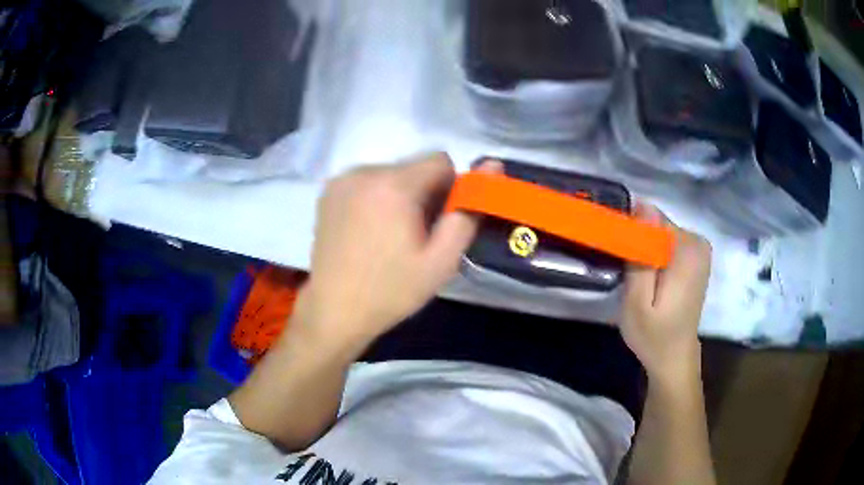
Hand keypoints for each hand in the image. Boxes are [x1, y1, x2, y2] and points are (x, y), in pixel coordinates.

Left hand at [295, 153, 498, 351]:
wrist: (333, 310)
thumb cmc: (391, 290)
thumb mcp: (441, 261)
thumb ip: (468, 212)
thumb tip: (493, 166)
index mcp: (394, 185)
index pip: (440, 161)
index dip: (449, 189)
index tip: (440, 221)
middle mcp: (365, 171)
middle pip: (413, 167)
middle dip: (424, 193)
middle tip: (415, 235)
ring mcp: (342, 180)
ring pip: (390, 174)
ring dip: (399, 195)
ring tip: (389, 235)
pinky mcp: (328, 191)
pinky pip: (367, 182)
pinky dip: (376, 197)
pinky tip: (368, 231)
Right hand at [620, 203, 711, 382]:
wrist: (675, 357)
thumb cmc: (653, 335)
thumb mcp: (637, 302)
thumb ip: (640, 255)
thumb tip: (642, 206)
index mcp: (687, 250)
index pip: (652, 218)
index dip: (631, 234)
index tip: (618, 256)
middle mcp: (698, 242)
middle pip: (657, 225)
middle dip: (639, 242)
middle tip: (627, 274)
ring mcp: (700, 249)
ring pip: (661, 233)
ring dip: (646, 250)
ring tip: (638, 279)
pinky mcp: (696, 257)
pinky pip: (669, 242)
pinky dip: (656, 254)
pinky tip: (651, 278)